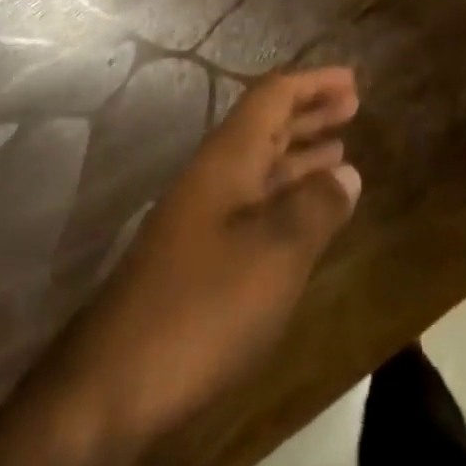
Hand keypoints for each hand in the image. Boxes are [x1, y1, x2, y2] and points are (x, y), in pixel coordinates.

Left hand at [73, 68, 361, 441]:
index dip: (312, 83)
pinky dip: (286, 196)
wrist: (113, 385)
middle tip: (352, 106)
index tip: (352, 80)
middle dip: (309, 113)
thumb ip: (316, 207)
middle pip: (266, 126)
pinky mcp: (199, 256)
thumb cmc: (202, 306)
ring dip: (300, 153)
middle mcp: (214, 176)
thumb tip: (347, 171)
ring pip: (260, 166)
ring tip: (341, 149)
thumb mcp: (275, 253)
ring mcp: (202, 217)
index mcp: (228, 158)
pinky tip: (306, 214)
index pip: (272, 97)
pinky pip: (254, 204)